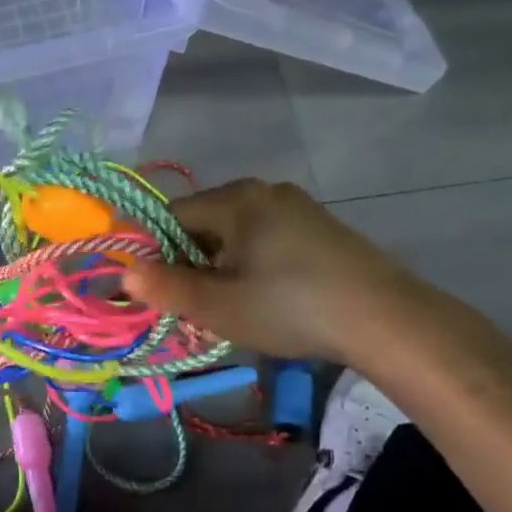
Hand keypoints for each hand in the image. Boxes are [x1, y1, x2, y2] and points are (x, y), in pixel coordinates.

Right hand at [124, 178, 440, 364]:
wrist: (386, 320)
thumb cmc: (290, 307)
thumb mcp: (220, 306)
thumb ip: (166, 289)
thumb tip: (125, 276)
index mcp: (236, 199)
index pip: (171, 216)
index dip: (154, 253)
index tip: (155, 291)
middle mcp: (265, 191)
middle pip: (204, 224)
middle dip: (190, 264)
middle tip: (193, 307)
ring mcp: (297, 208)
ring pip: (236, 235)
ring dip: (221, 269)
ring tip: (229, 309)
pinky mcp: (320, 229)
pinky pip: (266, 240)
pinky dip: (252, 266)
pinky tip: (265, 299)